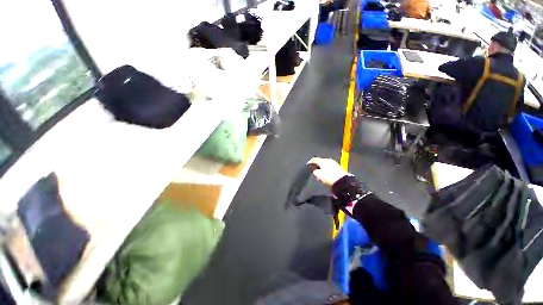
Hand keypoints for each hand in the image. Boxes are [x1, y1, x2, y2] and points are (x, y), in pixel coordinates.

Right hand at [307, 157, 350, 185]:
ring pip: (325, 165)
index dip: (310, 162)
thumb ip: (314, 171)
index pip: (314, 159)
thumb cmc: (328, 176)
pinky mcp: (338, 167)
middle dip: (317, 167)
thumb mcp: (318, 174)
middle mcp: (328, 160)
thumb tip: (315, 170)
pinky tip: (326, 175)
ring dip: (322, 169)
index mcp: (322, 160)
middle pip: (320, 162)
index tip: (308, 166)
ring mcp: (333, 163)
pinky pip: (330, 167)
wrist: (342, 181)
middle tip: (314, 172)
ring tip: (320, 176)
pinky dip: (327, 170)